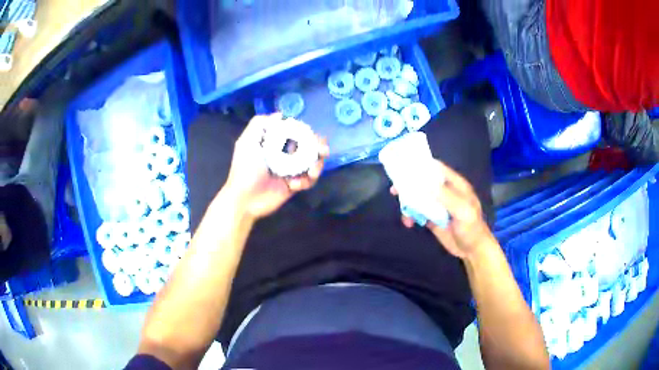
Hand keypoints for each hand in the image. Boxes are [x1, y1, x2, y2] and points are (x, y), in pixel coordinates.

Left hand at [223, 114, 328, 219]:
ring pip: (313, 163)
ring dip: (317, 166)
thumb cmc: (244, 170)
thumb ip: (259, 125)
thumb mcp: (246, 143)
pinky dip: (306, 181)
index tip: (312, 134)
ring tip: (312, 172)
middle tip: (323, 151)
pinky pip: (309, 180)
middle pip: (309, 146)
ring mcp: (291, 170)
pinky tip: (294, 185)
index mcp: (275, 143)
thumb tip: (279, 115)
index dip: (306, 131)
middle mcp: (285, 154)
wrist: (245, 199)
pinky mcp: (294, 185)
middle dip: (319, 147)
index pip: (296, 132)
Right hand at [391, 160, 494, 259]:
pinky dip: (410, 215)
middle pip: (424, 182)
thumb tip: (425, 184)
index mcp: (455, 185)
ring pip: (418, 198)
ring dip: (408, 203)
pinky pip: (417, 212)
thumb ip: (446, 196)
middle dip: (409, 185)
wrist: (471, 250)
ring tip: (403, 213)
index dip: (422, 165)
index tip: (405, 166)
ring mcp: (438, 205)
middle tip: (395, 190)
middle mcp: (445, 192)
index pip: (437, 169)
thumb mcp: (462, 210)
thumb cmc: (471, 227)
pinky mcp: (432, 218)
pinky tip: (408, 223)